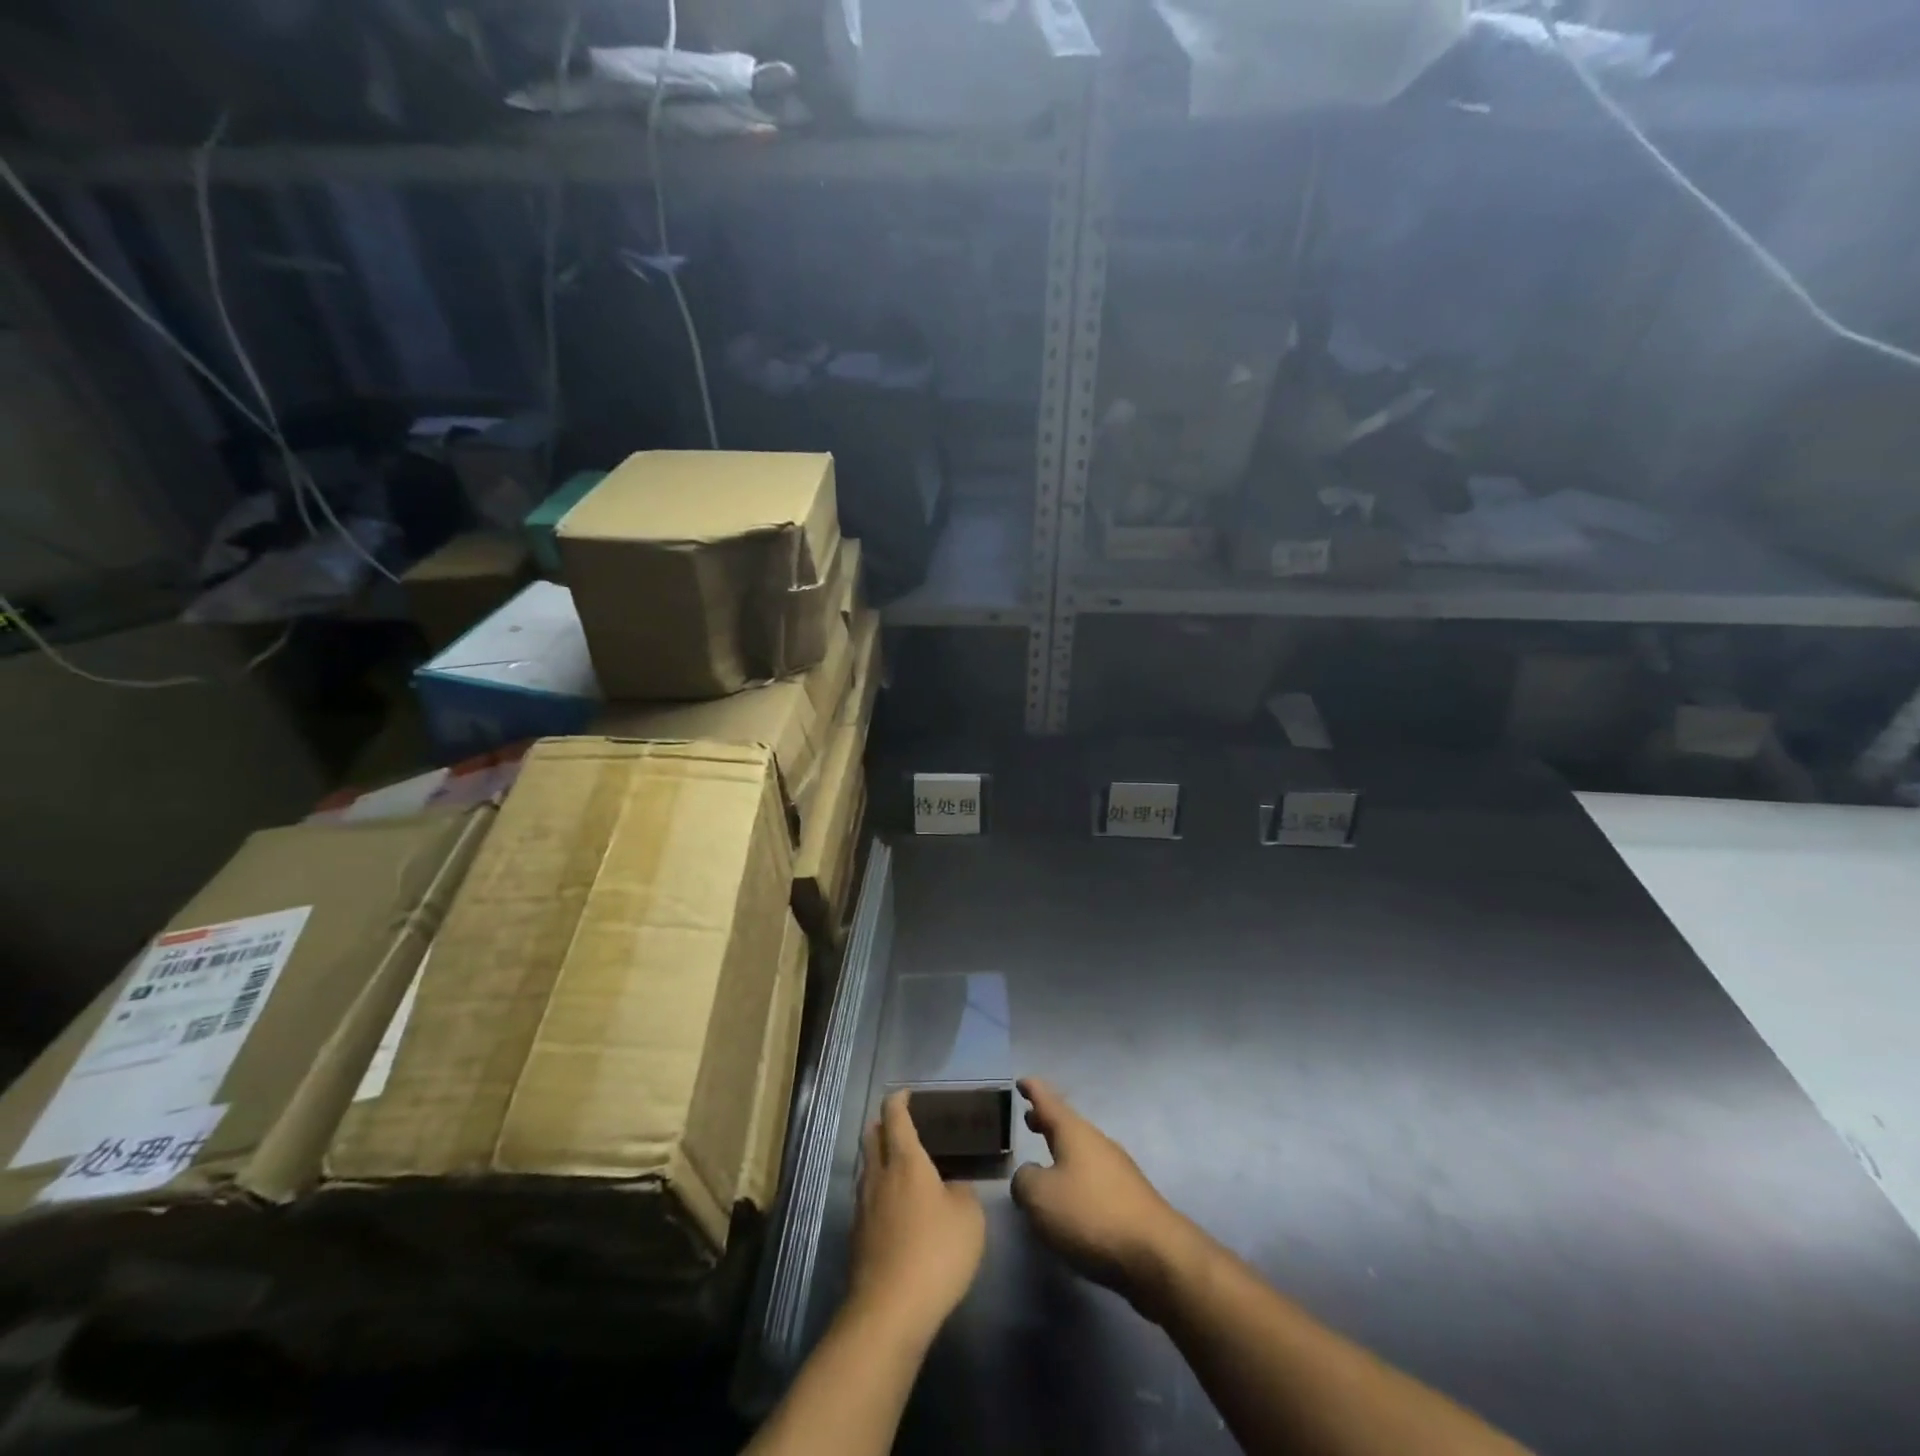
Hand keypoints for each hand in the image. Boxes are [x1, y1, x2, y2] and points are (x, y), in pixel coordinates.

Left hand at [846, 1090, 985, 1347]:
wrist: (889, 1312)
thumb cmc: (935, 1253)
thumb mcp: (969, 1218)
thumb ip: (962, 1193)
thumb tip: (950, 1188)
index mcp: (906, 1160)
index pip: (895, 1115)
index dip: (900, 1099)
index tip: (909, 1094)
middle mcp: (878, 1175)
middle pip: (872, 1136)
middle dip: (883, 1125)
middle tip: (904, 1126)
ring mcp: (862, 1206)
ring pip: (867, 1168)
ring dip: (880, 1159)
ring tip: (902, 1168)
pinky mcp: (856, 1237)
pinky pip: (866, 1200)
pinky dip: (879, 1193)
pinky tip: (896, 1211)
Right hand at [1010, 1078, 1198, 1316]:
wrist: (1156, 1255)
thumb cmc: (1091, 1215)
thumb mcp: (1040, 1196)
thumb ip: (1024, 1180)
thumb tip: (1029, 1176)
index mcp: (1074, 1133)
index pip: (1048, 1102)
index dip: (1033, 1090)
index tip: (1021, 1080)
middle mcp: (1097, 1143)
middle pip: (1068, 1125)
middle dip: (1048, 1121)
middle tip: (1029, 1119)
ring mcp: (1118, 1170)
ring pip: (1082, 1151)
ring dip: (1062, 1151)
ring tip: (1045, 1161)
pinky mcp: (1129, 1200)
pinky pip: (1094, 1177)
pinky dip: (1076, 1176)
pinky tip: (1070, 1199)